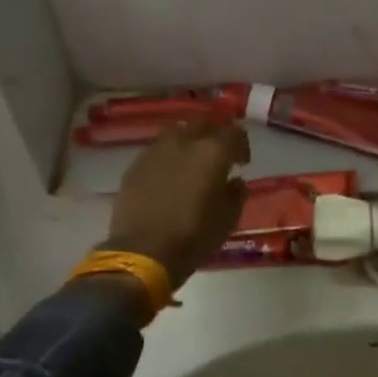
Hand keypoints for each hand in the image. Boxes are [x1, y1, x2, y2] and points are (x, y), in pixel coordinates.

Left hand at [104, 120, 250, 291]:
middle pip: (203, 123)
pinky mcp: (135, 165)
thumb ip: (236, 194)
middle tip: (218, 153)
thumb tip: (235, 181)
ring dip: (188, 142)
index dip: (241, 144)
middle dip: (213, 133)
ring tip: (192, 161)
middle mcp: (184, 142)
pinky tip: (169, 175)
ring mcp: (155, 151)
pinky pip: (157, 151)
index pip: (233, 132)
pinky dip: (168, 157)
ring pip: (177, 133)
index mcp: (212, 153)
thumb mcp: (228, 220)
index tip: (243, 161)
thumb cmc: (193, 238)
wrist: (142, 253)